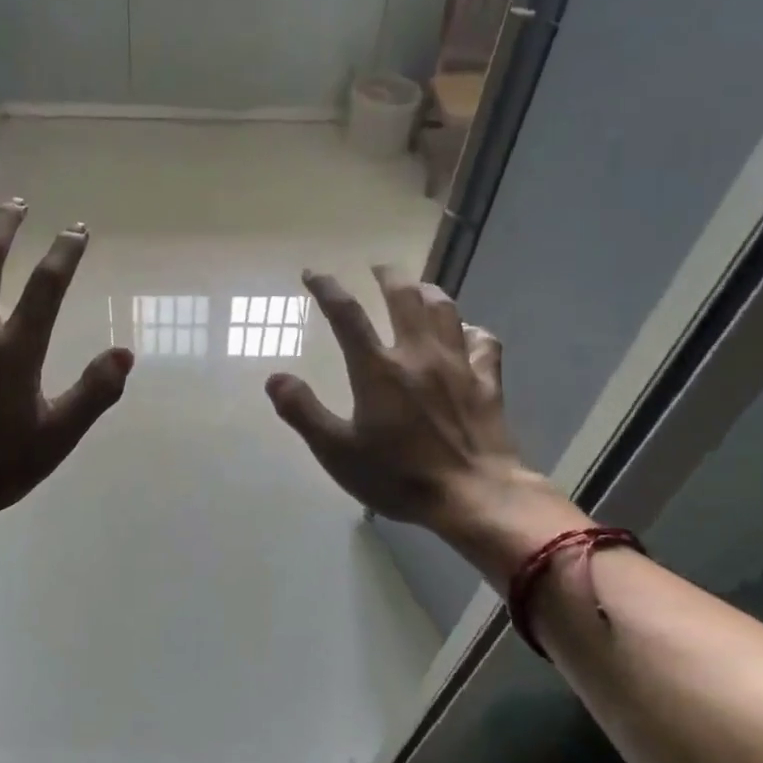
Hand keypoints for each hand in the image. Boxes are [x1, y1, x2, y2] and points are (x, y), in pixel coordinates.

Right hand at [266, 266, 587, 571]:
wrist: (473, 495)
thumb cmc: (399, 475)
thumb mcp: (337, 452)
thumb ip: (303, 412)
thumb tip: (274, 377)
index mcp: (378, 368)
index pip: (346, 315)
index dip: (326, 288)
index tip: (312, 274)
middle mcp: (418, 353)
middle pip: (404, 296)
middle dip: (387, 275)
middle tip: (376, 267)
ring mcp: (458, 364)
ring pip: (445, 309)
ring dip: (428, 291)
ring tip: (417, 288)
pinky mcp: (487, 381)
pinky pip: (483, 341)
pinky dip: (471, 330)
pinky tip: (466, 333)